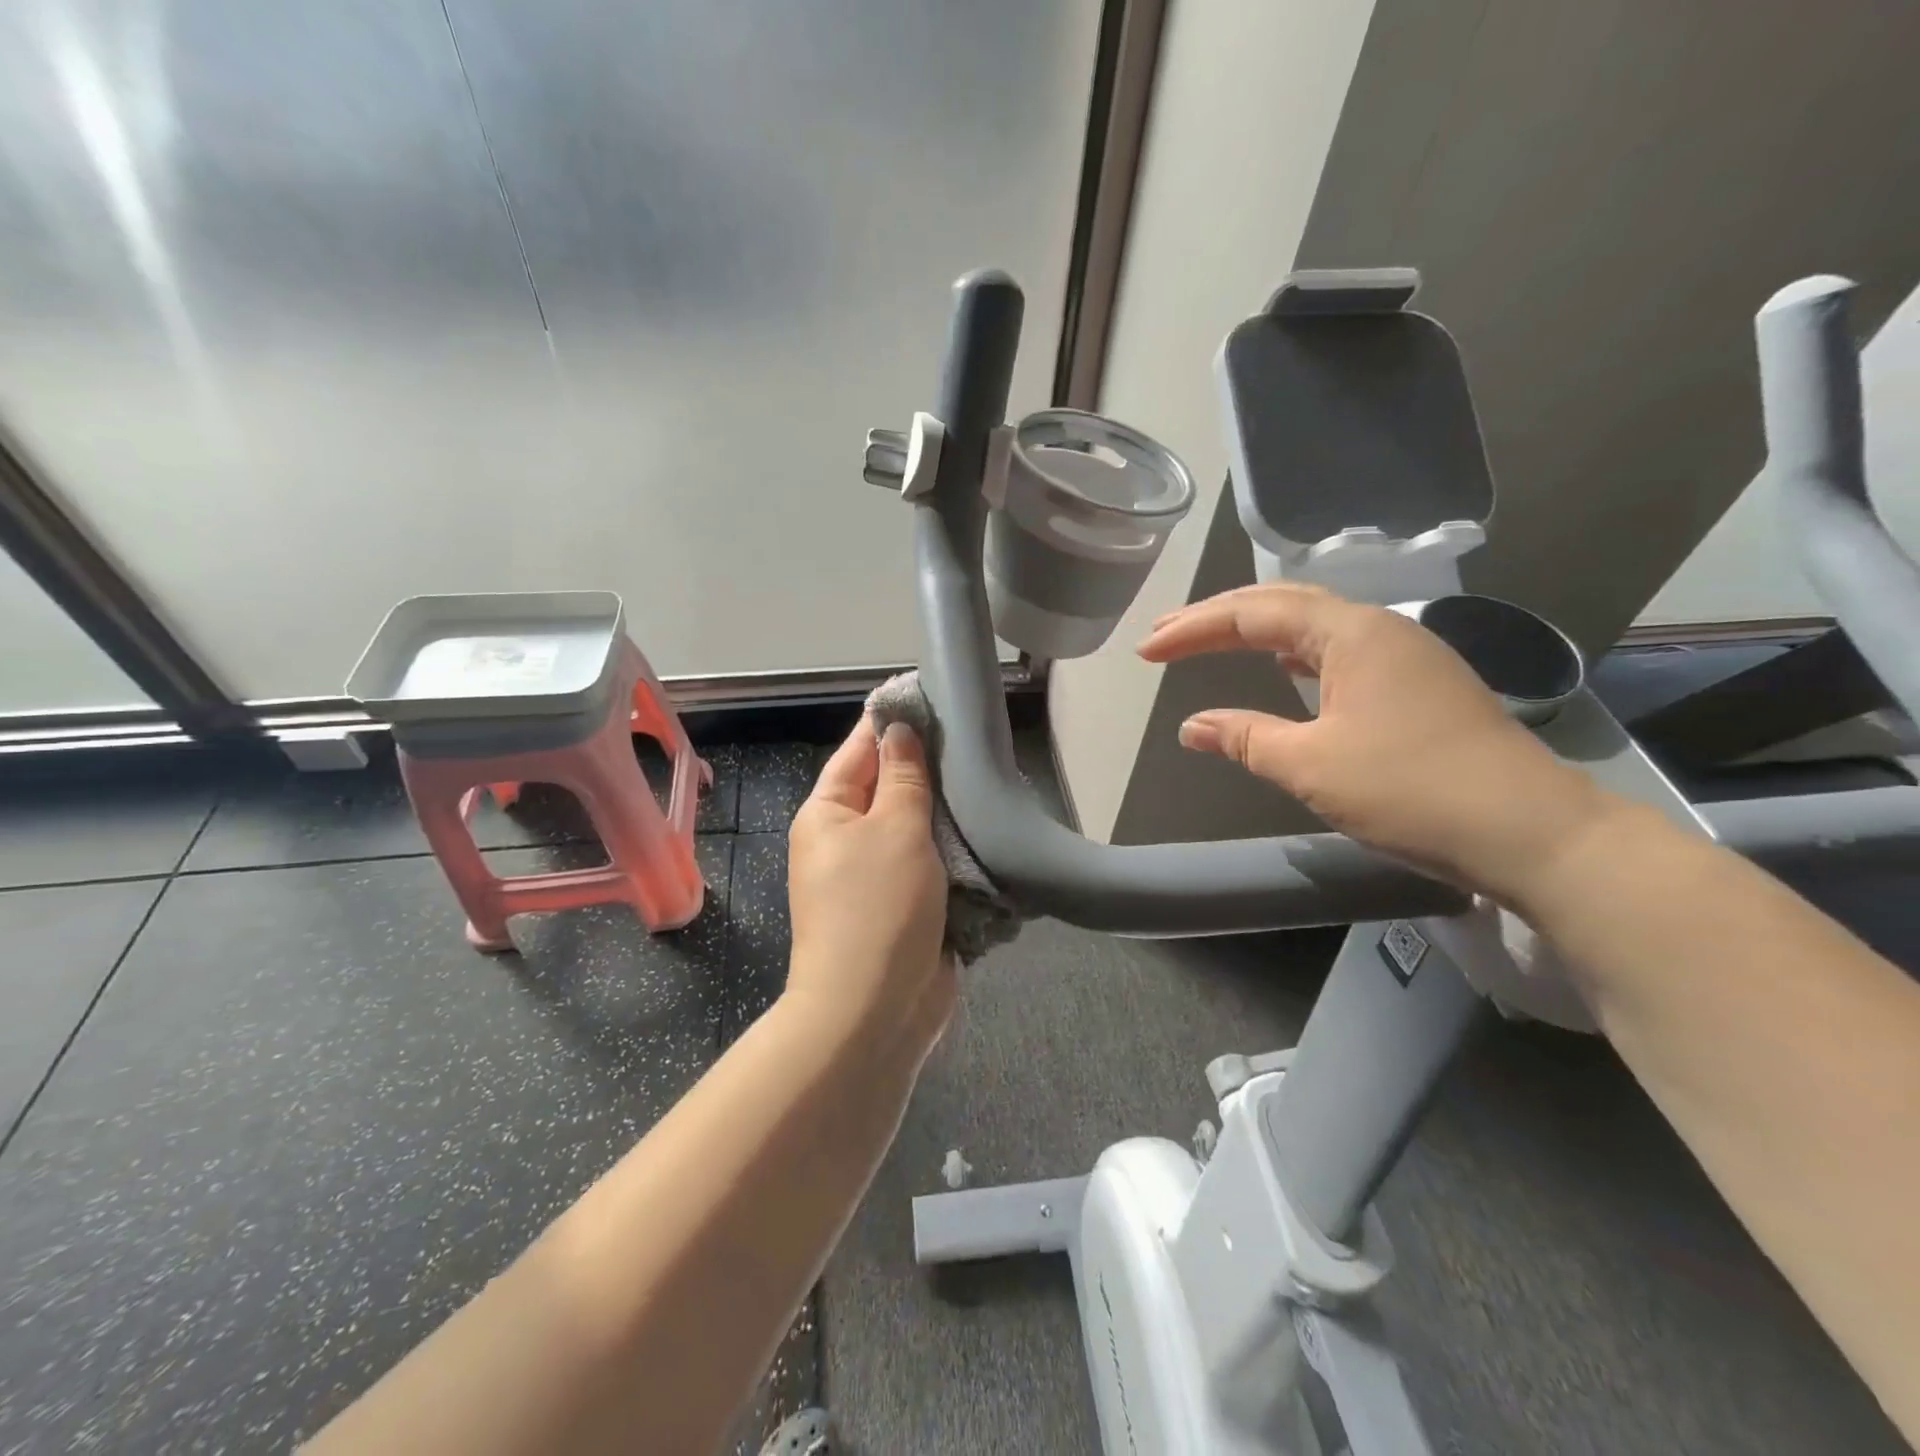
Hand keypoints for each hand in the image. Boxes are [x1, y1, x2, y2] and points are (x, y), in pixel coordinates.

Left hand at [786, 720, 954, 1060]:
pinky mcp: (905, 907)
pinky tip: (988, 831)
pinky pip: (931, 866)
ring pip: (916, 829)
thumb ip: (903, 777)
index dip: (892, 723)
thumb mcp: (894, 829)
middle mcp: (846, 841)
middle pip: (889, 790)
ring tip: (990, 778)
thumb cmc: (878, 907)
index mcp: (828, 814)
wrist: (875, 1010)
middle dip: (928, 769)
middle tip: (976, 739)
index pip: (860, 751)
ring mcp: (876, 877)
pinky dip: (955, 852)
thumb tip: (898, 731)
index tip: (930, 696)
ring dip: (947, 813)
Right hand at [1137, 583, 1614, 906]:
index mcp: (1350, 633)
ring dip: (1256, 631)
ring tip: (1211, 642)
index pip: (1253, 615)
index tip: (1146, 651)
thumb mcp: (1311, 765)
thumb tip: (1192, 726)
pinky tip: (1284, 669)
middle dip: (1218, 618)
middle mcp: (1378, 629)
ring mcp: (1404, 655)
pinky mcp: (1417, 686)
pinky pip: (1338, 651)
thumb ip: (1245, 737)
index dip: (1192, 629)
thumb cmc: (1411, 790)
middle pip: (1283, 605)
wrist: (1531, 832)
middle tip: (1165, 634)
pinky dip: (1294, 653)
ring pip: (1313, 626)